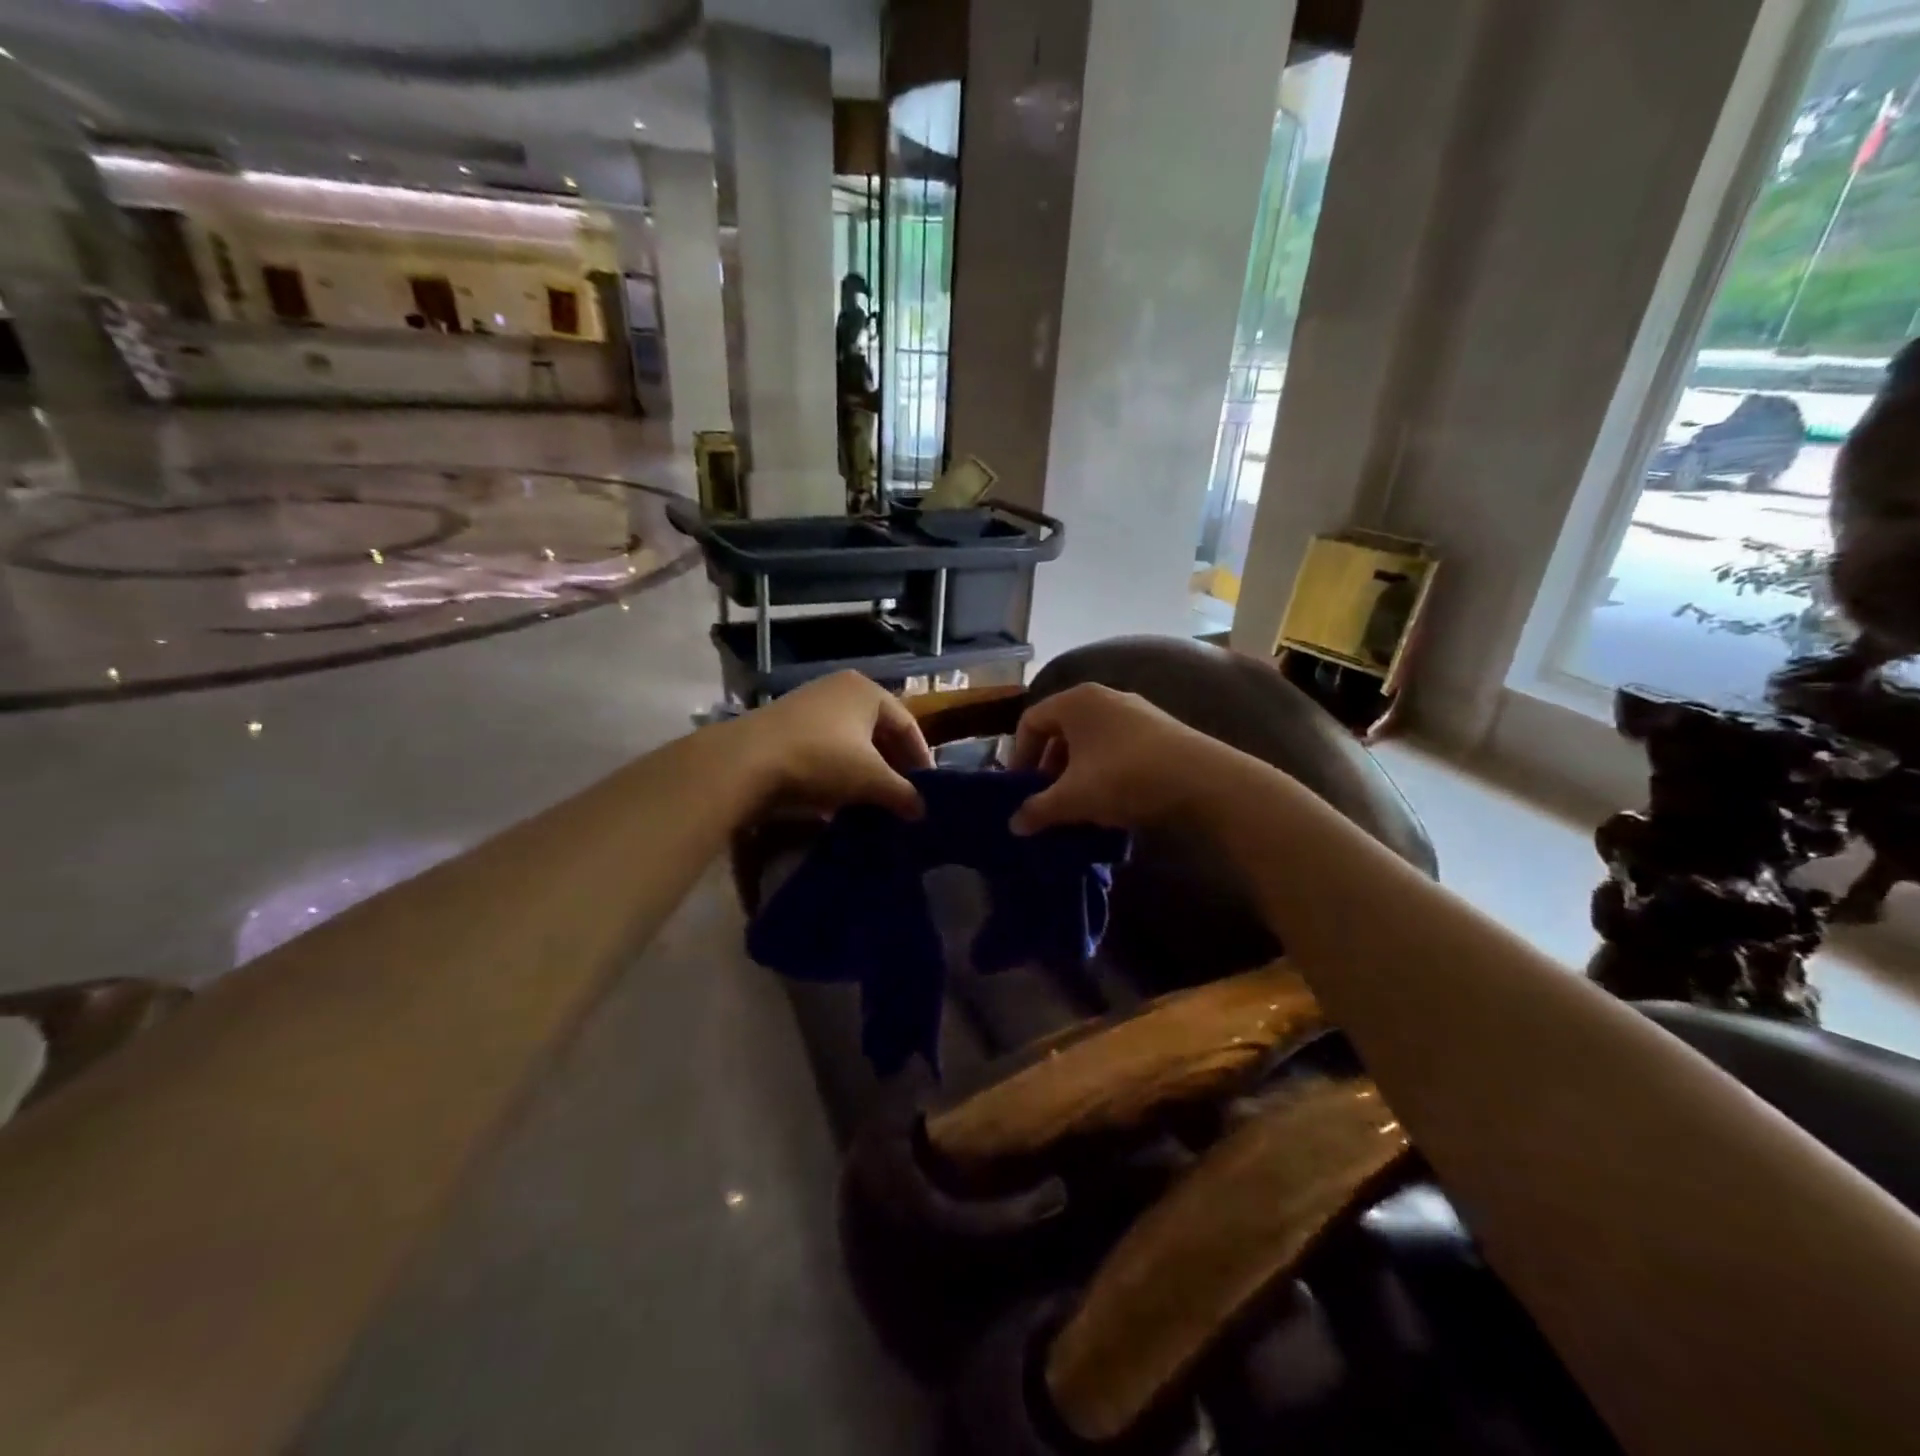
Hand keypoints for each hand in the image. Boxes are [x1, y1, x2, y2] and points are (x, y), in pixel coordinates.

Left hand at [730, 672, 932, 818]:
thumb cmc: (821, 760)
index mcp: (867, 691)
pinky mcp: (786, 725)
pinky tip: (839, 796)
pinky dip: (839, 769)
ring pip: (851, 740)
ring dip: (866, 769)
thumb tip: (922, 811)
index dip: (921, 758)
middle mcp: (840, 689)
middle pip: (879, 730)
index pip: (907, 724)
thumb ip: (903, 793)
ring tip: (874, 799)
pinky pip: (826, 747)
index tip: (928, 788)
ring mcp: (810, 704)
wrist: (746, 762)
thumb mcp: (870, 780)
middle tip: (903, 794)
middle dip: (893, 764)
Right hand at [1008, 683, 1224, 833]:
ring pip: (1090, 740)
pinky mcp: (1160, 729)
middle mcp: (1104, 697)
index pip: (1031, 721)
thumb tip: (1015, 824)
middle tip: (1047, 798)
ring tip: (1079, 804)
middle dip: (1049, 766)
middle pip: (1061, 729)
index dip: (1019, 756)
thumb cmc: (1124, 777)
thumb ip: (1038, 809)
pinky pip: (1116, 746)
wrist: (1202, 780)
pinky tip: (1112, 800)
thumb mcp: (1073, 798)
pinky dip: (1104, 769)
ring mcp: (1135, 711)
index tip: (1021, 788)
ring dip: (1077, 771)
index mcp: (1076, 701)